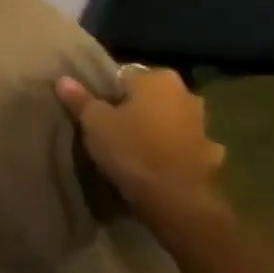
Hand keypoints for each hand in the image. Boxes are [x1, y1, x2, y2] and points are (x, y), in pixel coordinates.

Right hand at [55, 67, 225, 214]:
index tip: (93, 112)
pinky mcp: (209, 152)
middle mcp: (185, 93)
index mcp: (157, 79)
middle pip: (149, 96)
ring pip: (168, 120)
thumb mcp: (94, 123)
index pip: (123, 76)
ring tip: (132, 148)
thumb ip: (80, 99)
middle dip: (133, 109)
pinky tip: (158, 165)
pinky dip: (172, 151)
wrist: (175, 196)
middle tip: (109, 130)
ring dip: (155, 128)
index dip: (105, 93)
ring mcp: (202, 123)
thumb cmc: (131, 149)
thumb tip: (63, 79)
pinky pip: (182, 145)